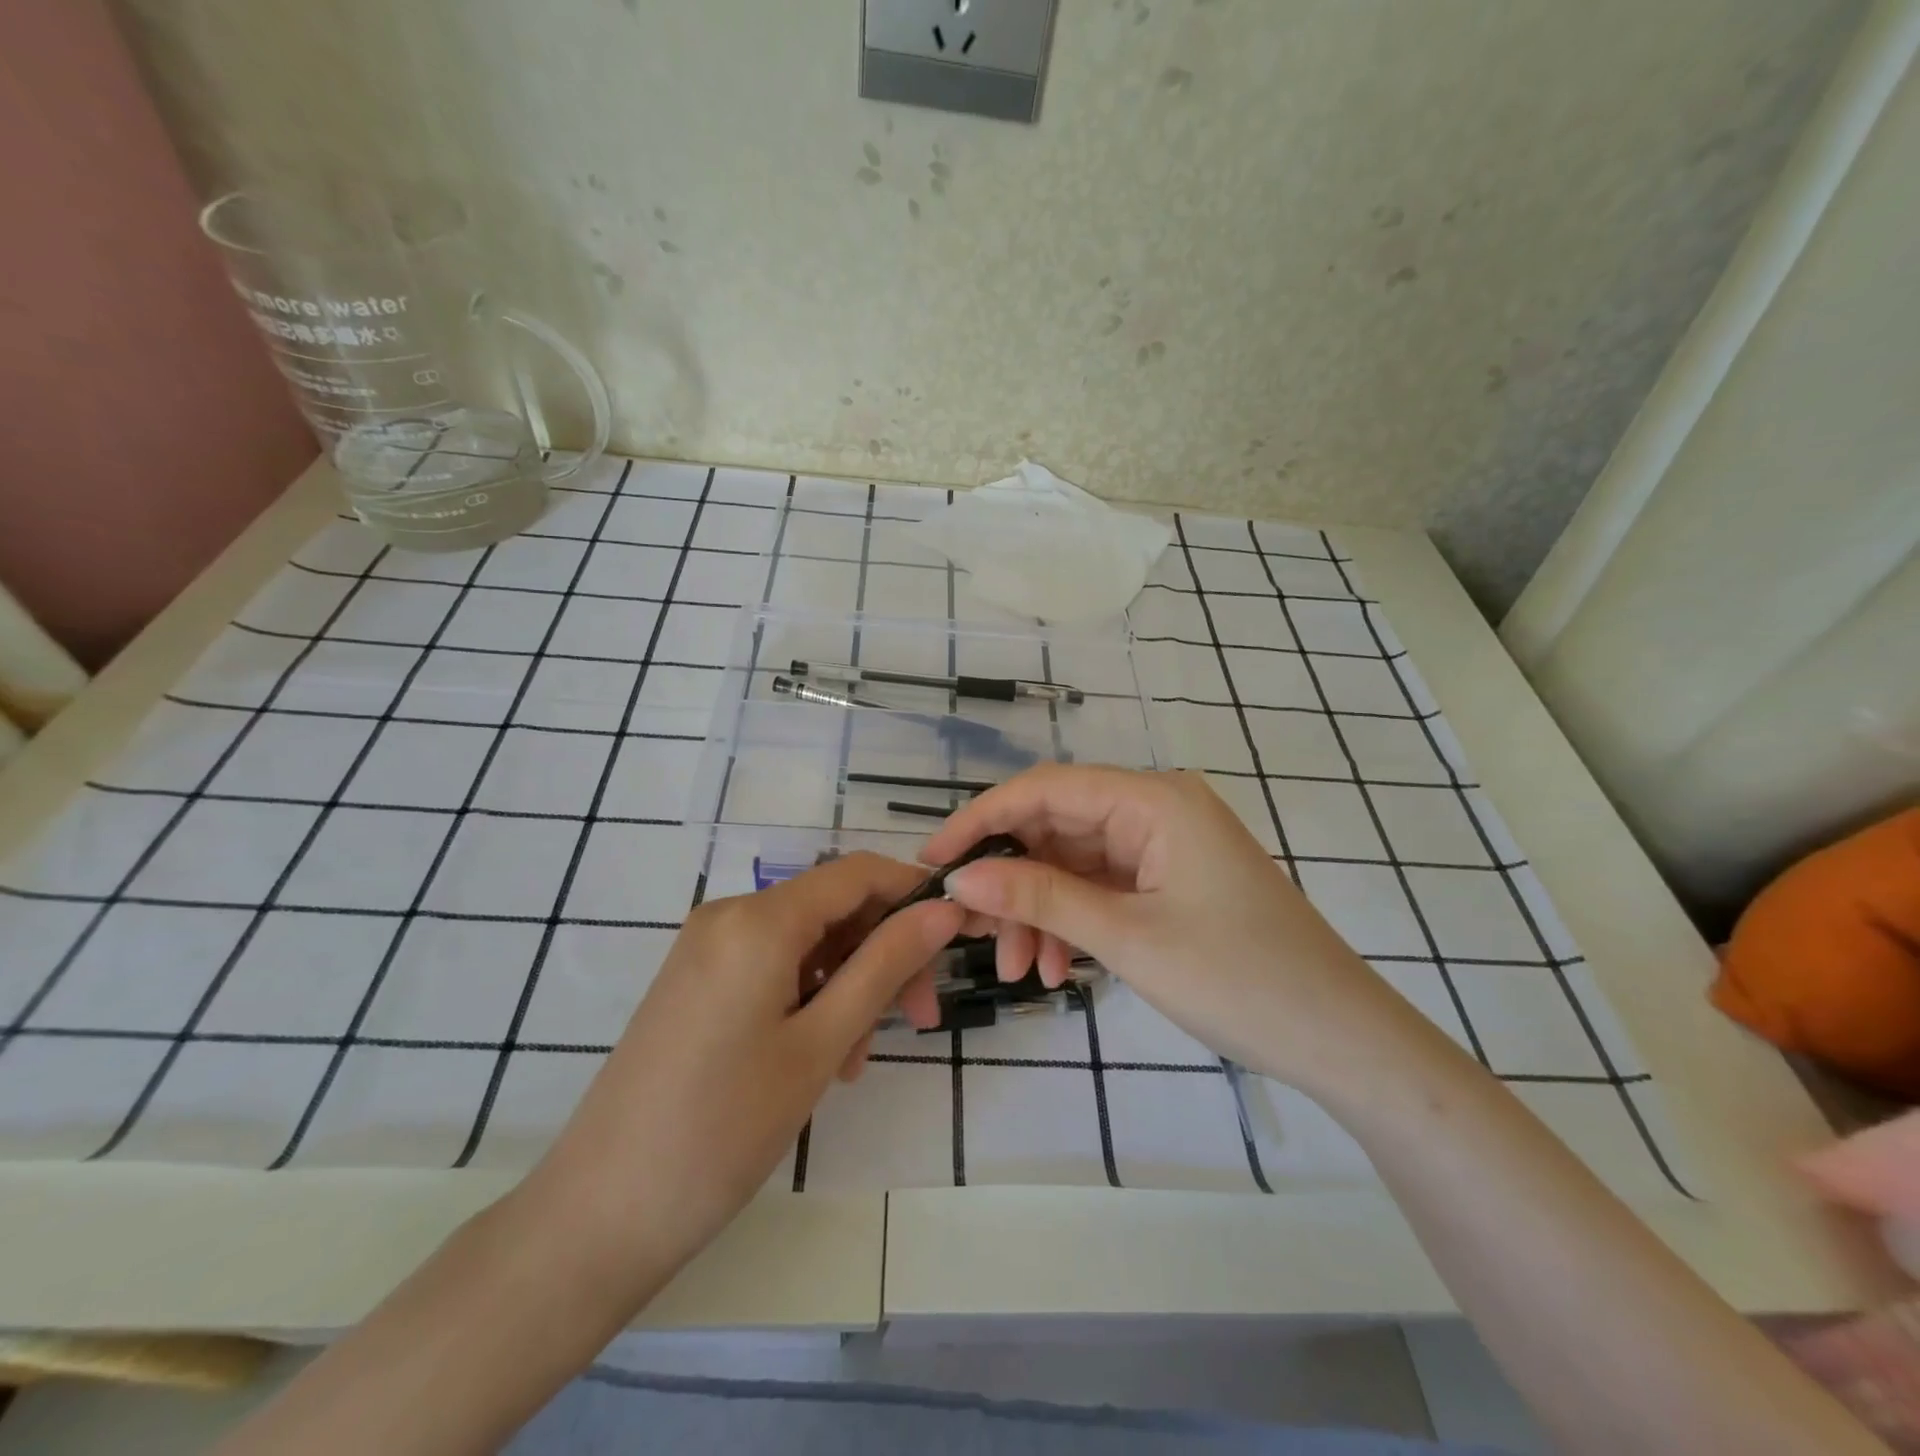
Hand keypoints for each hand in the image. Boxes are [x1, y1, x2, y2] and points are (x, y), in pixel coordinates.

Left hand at [522, 853, 962, 1291]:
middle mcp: (730, 914)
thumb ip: (886, 965)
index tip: (959, 934)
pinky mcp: (697, 980)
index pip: (858, 872)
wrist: (598, 1214)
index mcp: (759, 918)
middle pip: (834, 909)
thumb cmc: (723, 1128)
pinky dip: (810, 998)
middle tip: (920, 1020)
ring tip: (854, 1062)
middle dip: (884, 955)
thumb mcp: (821, 1043)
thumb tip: (944, 908)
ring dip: (848, 987)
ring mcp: (707, 947)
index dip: (914, 892)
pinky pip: (774, 966)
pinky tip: (820, 1058)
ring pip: (808, 943)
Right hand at [921, 765, 1419, 1095]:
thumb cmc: (1238, 979)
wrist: (1341, 1040)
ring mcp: (1163, 845)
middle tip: (969, 930)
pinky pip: (1100, 888)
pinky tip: (1053, 969)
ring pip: (1073, 863)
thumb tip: (960, 879)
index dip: (982, 820)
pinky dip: (1070, 922)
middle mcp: (1156, 808)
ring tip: (1016, 969)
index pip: (1044, 789)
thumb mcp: (1126, 937)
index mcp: (1153, 799)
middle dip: (1011, 880)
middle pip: (1056, 826)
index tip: (933, 861)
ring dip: (1038, 910)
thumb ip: (1039, 898)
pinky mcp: (1169, 880)